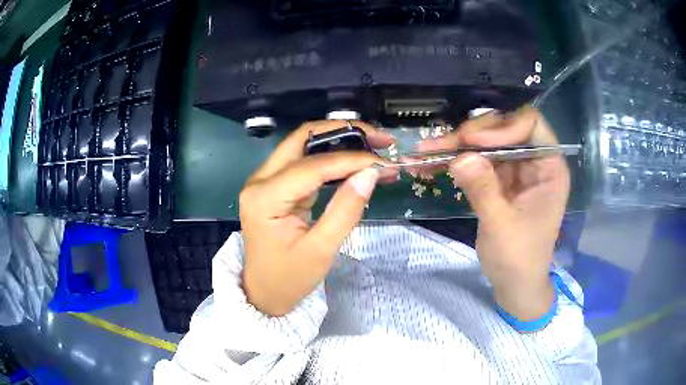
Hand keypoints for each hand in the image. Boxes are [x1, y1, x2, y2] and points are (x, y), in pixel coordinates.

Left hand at [239, 121, 395, 315]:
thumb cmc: (289, 278)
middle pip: (303, 138)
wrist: (264, 292)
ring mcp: (266, 180)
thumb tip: (371, 174)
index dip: (351, 160)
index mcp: (265, 197)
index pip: (313, 166)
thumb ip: (345, 210)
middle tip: (379, 140)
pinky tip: (355, 163)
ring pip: (305, 144)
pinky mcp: (275, 185)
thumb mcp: (320, 250)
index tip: (384, 162)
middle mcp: (260, 180)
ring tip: (373, 147)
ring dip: (340, 141)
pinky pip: (305, 161)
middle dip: (344, 132)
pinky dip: (332, 158)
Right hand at [420, 106, 569, 321]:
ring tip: (429, 150)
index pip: (531, 125)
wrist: (515, 284)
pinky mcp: (500, 180)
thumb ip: (483, 190)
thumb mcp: (501, 226)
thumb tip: (460, 157)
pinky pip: (478, 160)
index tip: (473, 142)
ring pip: (488, 141)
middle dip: (474, 134)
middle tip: (444, 145)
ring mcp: (516, 170)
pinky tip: (434, 162)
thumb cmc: (518, 259)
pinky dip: (457, 159)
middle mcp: (534, 162)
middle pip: (505, 128)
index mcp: (549, 168)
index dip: (503, 126)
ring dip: (459, 144)